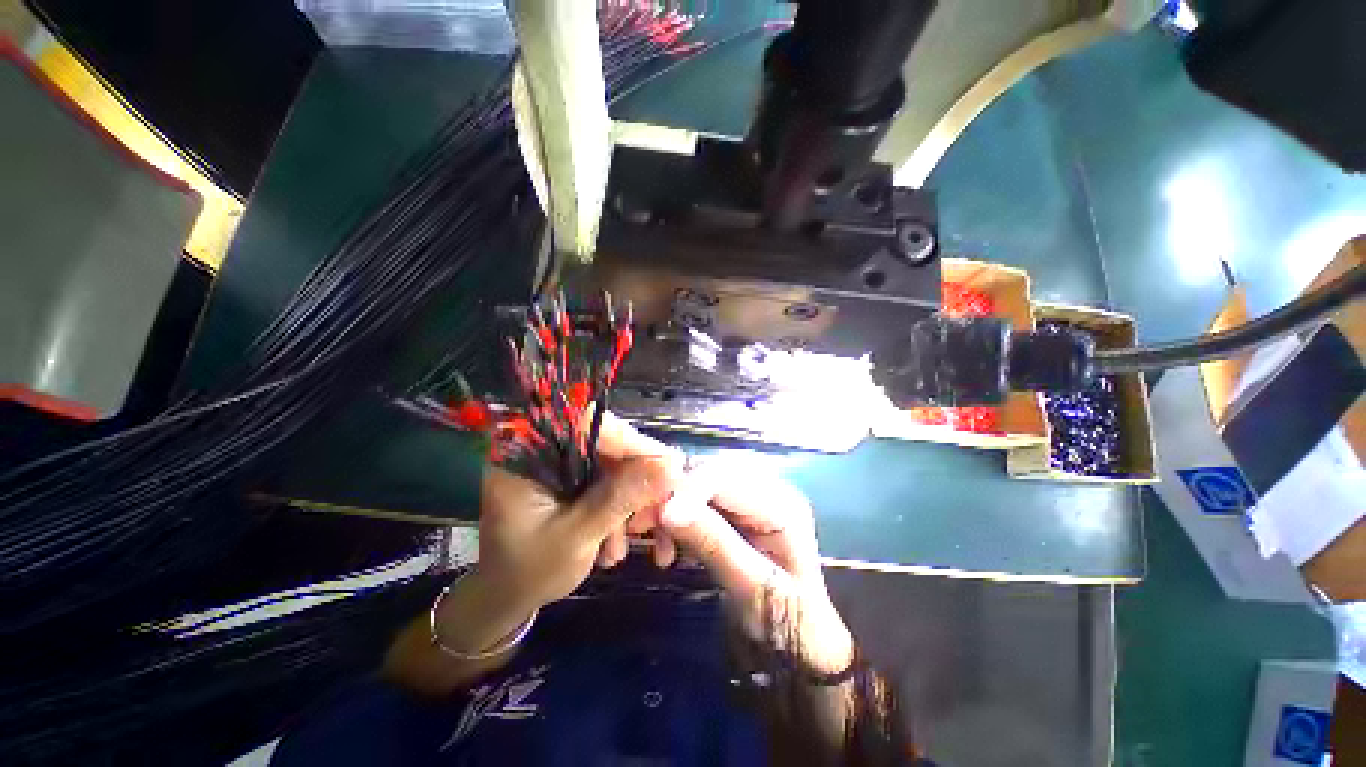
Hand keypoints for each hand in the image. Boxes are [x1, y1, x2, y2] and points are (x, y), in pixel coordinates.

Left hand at [477, 414, 682, 614]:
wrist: (507, 597)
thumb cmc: (528, 572)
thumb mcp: (577, 537)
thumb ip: (620, 499)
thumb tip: (670, 467)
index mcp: (527, 453)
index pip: (588, 425)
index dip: (631, 442)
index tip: (668, 467)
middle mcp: (543, 447)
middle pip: (606, 442)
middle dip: (636, 477)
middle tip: (661, 508)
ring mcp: (558, 460)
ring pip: (612, 461)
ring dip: (631, 496)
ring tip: (639, 535)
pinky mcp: (570, 474)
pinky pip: (607, 476)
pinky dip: (621, 503)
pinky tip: (620, 539)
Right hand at [659, 465, 853, 675]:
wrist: (801, 649)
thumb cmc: (789, 627)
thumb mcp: (753, 589)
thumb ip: (713, 543)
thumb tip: (667, 507)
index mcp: (780, 503)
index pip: (724, 477)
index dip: (686, 489)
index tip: (654, 517)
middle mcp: (764, 490)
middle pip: (707, 473)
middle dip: (672, 495)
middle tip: (642, 526)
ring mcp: (747, 501)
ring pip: (696, 485)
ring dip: (670, 507)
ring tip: (655, 544)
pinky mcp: (732, 515)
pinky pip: (695, 503)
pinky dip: (675, 519)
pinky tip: (667, 548)